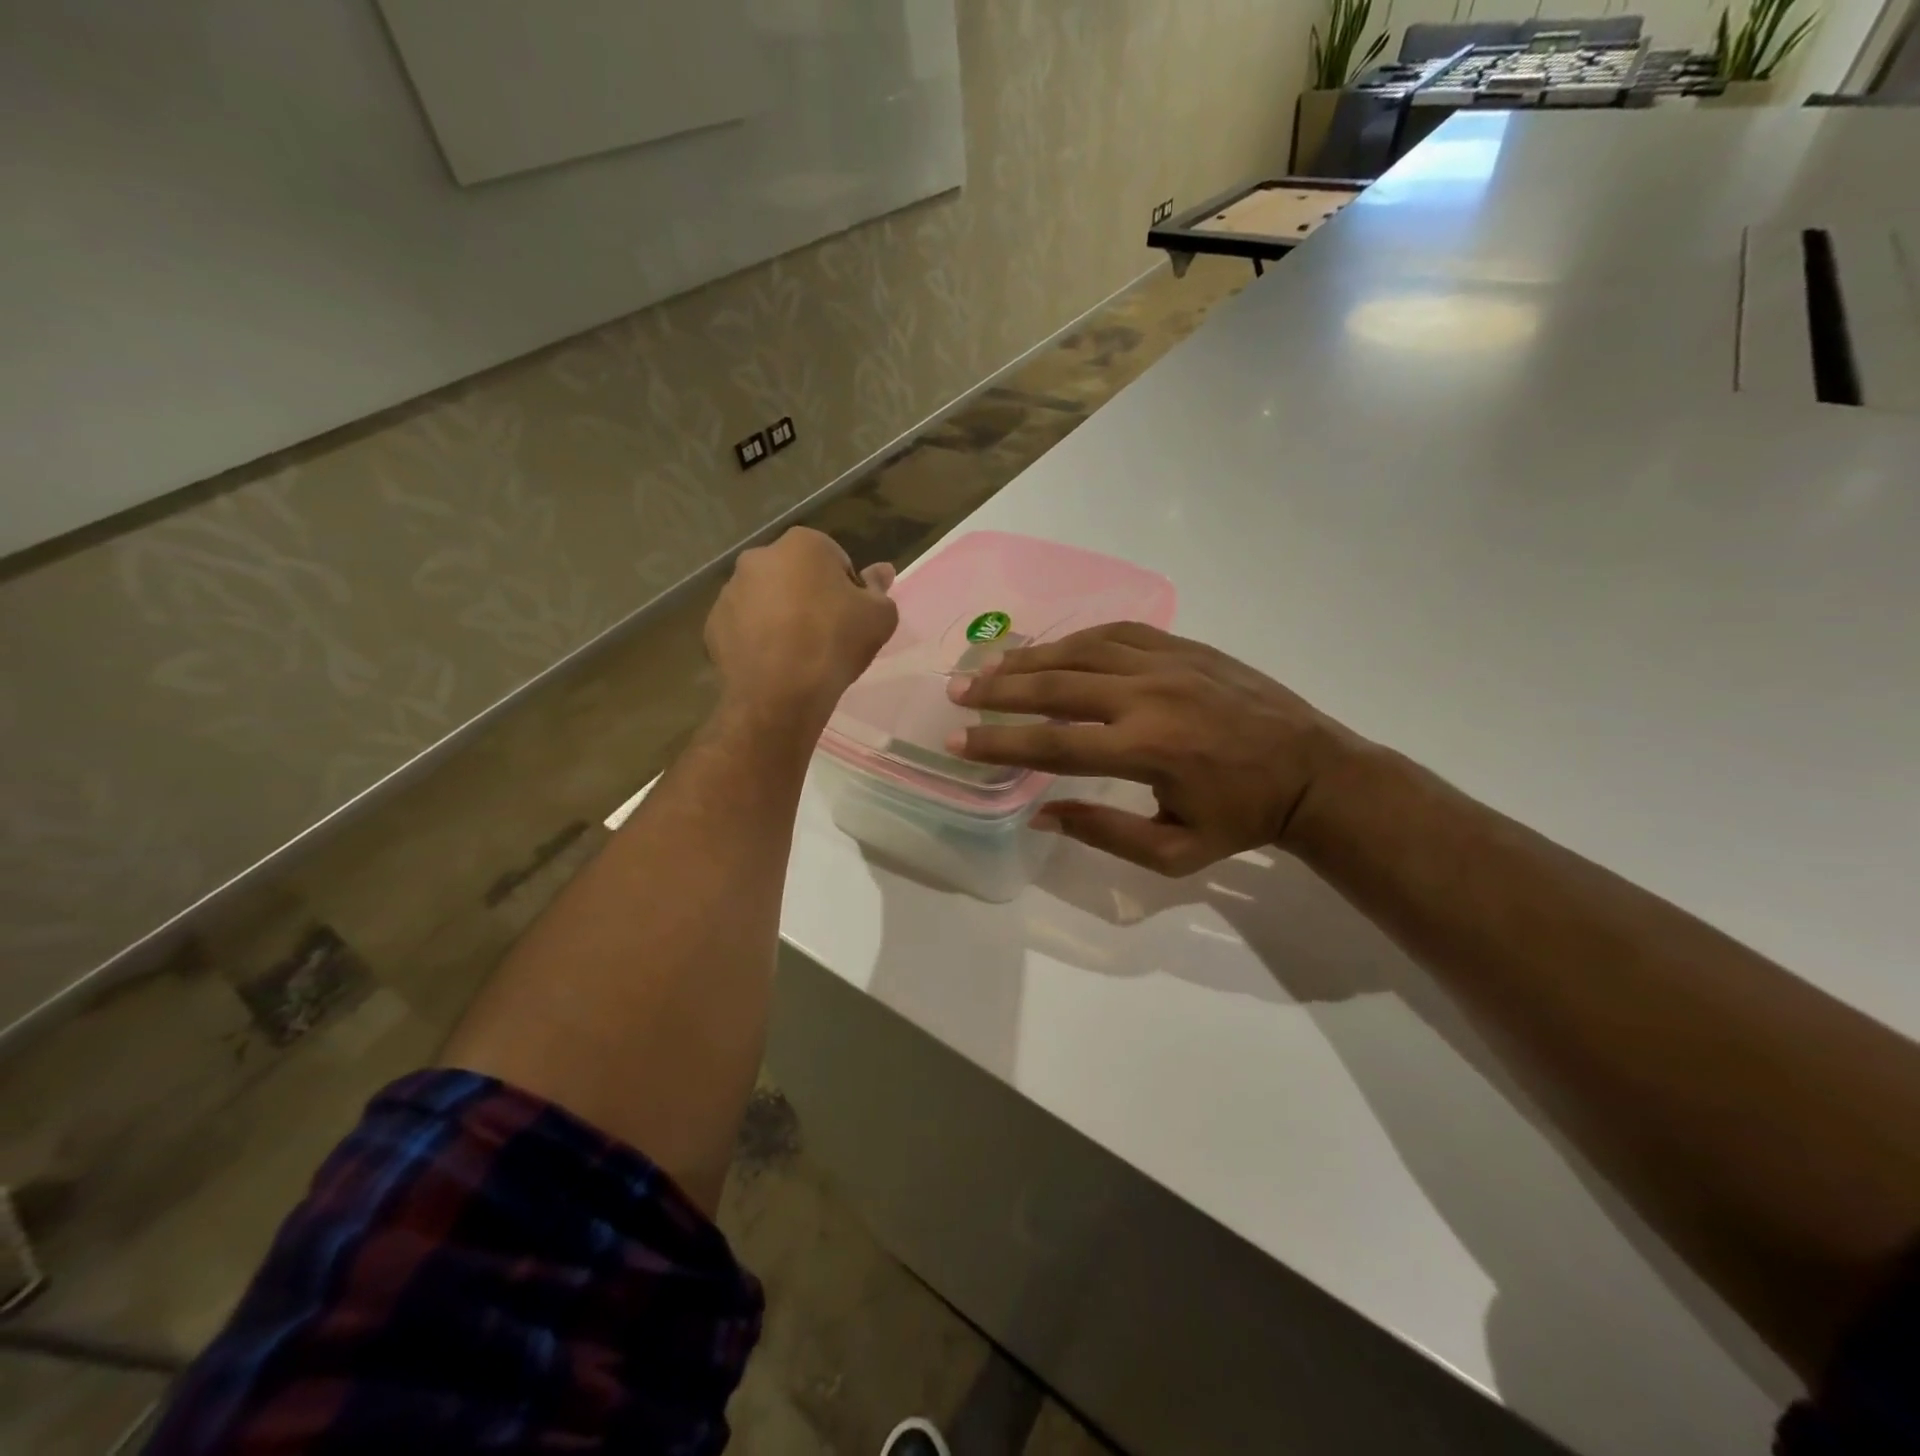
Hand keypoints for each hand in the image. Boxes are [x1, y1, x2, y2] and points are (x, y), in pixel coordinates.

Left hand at [705, 528, 897, 727]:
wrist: (781, 692)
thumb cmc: (835, 642)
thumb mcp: (879, 617)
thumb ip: (880, 589)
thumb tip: (881, 571)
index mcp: (803, 544)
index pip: (835, 559)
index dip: (847, 589)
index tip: (851, 617)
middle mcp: (760, 557)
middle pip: (795, 575)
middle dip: (809, 597)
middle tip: (826, 634)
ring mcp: (730, 590)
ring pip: (766, 599)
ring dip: (781, 616)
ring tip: (798, 652)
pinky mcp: (713, 624)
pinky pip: (744, 626)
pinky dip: (757, 638)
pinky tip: (774, 663)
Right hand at [947, 622, 1355, 875]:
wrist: (1313, 772)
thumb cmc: (1242, 819)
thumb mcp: (1174, 853)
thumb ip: (1103, 833)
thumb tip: (1040, 813)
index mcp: (1147, 750)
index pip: (1053, 745)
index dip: (999, 744)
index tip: (957, 743)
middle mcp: (1149, 696)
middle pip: (1057, 687)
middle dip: (1000, 690)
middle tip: (958, 692)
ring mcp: (1169, 663)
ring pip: (1082, 651)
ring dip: (1030, 658)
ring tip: (990, 666)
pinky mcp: (1185, 646)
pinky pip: (1118, 632)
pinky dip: (1077, 638)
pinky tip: (1053, 648)